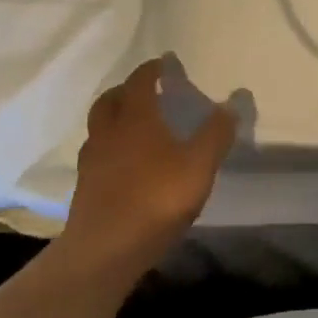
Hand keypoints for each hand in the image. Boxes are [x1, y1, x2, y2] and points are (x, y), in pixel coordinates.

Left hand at [60, 57, 237, 281]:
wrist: (103, 254)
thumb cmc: (155, 200)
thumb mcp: (199, 166)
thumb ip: (216, 133)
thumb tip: (234, 101)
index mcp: (135, 117)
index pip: (140, 81)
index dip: (152, 69)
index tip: (164, 63)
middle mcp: (108, 131)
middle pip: (111, 100)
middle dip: (126, 90)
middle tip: (145, 92)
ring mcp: (91, 161)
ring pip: (99, 127)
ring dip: (114, 119)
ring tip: (134, 128)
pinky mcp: (83, 189)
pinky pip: (95, 155)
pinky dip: (108, 149)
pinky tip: (123, 165)